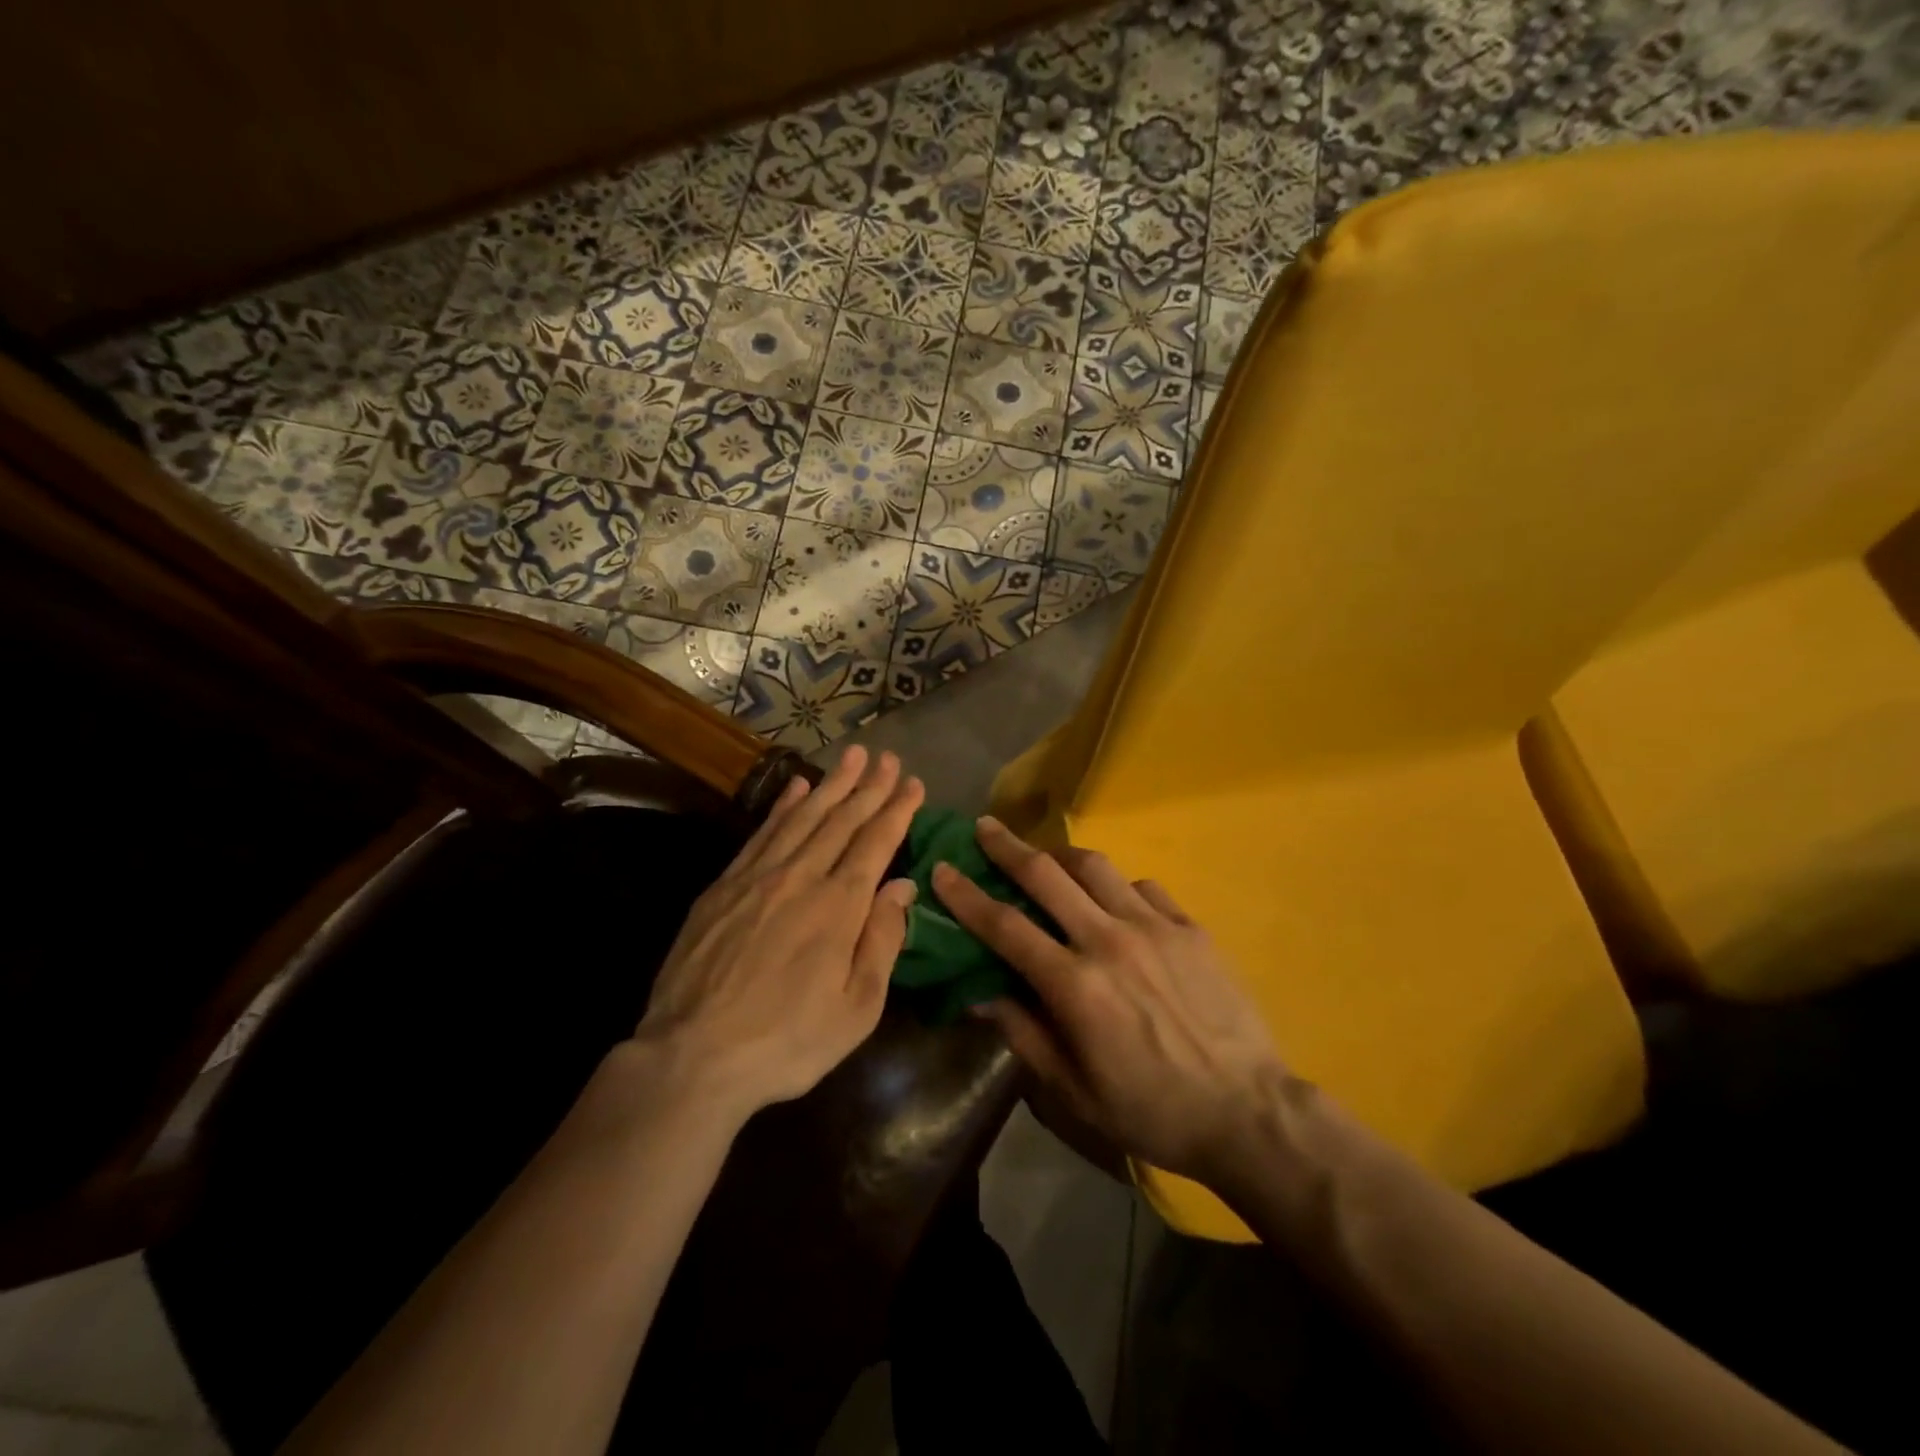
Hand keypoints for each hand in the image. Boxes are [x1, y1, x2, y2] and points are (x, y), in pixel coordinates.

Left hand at [635, 746, 922, 1118]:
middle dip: (869, 785)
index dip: (897, 810)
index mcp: (838, 906)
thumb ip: (882, 940)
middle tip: (888, 757)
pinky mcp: (724, 887)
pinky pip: (762, 833)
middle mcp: (801, 877)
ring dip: (831, 783)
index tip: (914, 784)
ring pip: (802, 817)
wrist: (692, 1056)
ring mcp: (757, 877)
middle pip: (841, 820)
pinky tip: (796, 787)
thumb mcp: (856, 1008)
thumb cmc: (787, 1042)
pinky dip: (783, 806)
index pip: (876, 843)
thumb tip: (903, 886)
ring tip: (852, 755)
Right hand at [932, 818, 1287, 1188]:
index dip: (967, 895)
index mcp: (1074, 984)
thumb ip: (1024, 1034)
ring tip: (1048, 856)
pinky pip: (1145, 888)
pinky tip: (1116, 901)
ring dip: (1062, 856)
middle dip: (1009, 847)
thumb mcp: (1074, 1090)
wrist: (1248, 1112)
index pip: (1005, 926)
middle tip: (986, 826)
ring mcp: (1155, 927)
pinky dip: (1119, 887)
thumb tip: (980, 993)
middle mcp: (1109, 940)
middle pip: (1047, 876)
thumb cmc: (1151, 1110)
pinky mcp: (1190, 928)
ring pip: (1097, 868)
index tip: (944, 868)